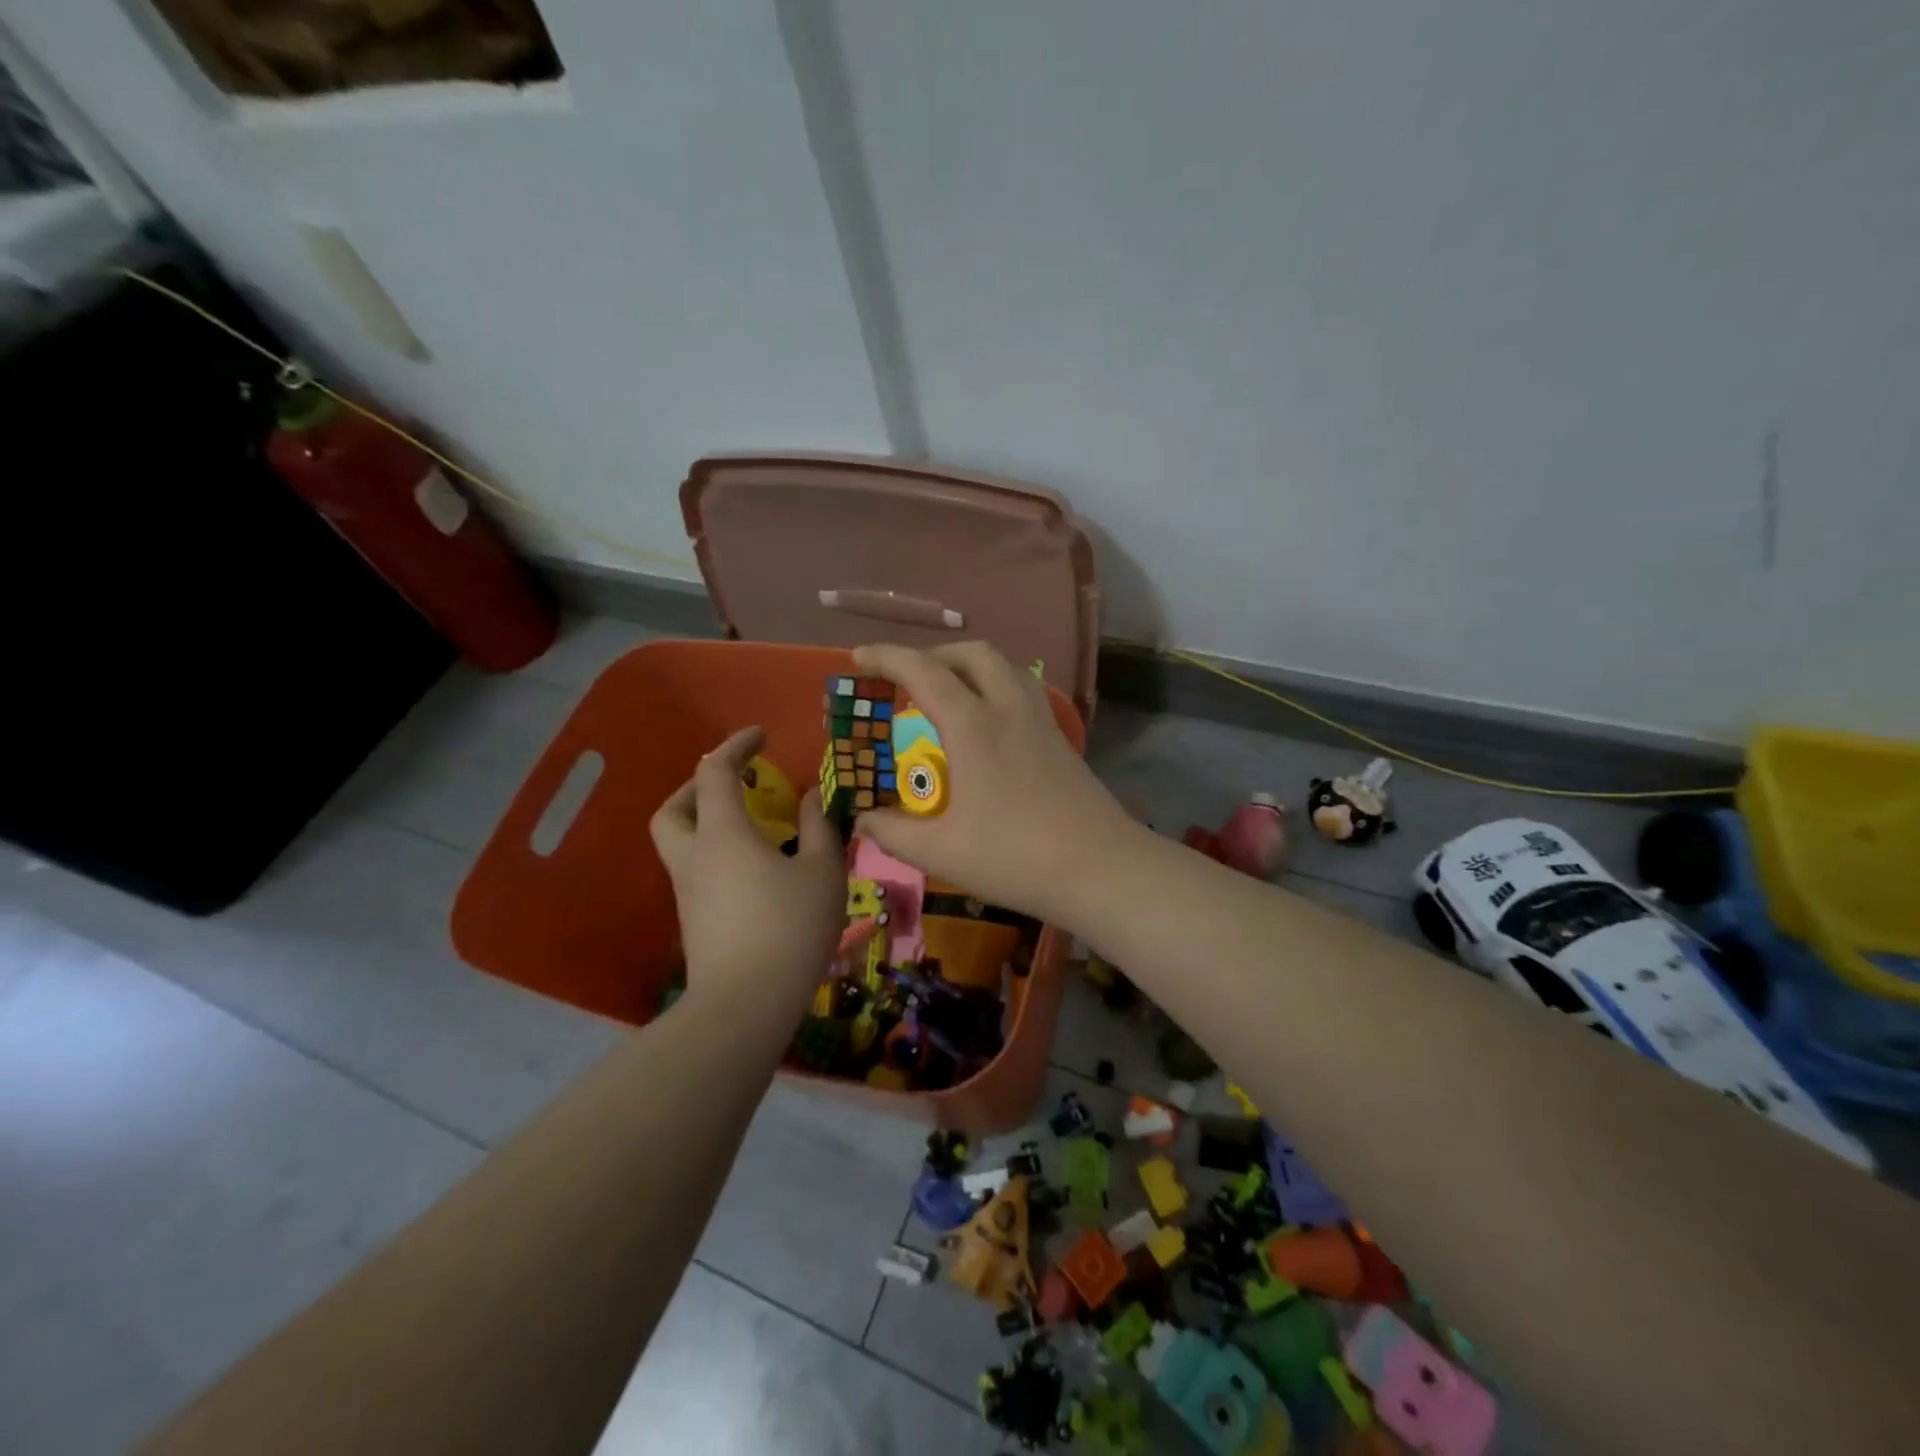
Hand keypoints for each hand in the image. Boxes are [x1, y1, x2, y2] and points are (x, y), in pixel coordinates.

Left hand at [649, 727, 844, 1012]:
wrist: (746, 1005)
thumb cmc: (790, 928)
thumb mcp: (822, 871)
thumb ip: (818, 827)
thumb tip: (810, 797)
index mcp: (722, 833)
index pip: (714, 772)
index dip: (736, 746)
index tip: (761, 736)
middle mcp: (695, 856)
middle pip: (674, 808)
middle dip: (699, 786)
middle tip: (736, 784)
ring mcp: (688, 892)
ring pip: (681, 842)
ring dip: (706, 821)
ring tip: (753, 826)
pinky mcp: (693, 921)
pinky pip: (696, 870)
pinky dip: (717, 853)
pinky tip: (755, 869)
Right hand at [851, 643, 1138, 924]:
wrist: (1100, 868)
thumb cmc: (1015, 857)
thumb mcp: (941, 851)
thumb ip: (893, 832)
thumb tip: (861, 819)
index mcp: (974, 726)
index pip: (923, 671)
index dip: (886, 657)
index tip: (858, 658)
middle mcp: (1009, 709)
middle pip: (972, 654)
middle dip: (934, 654)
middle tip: (907, 678)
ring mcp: (1041, 722)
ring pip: (1005, 667)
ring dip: (970, 665)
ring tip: (949, 691)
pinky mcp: (1061, 740)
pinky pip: (1025, 690)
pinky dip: (997, 686)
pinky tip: (990, 722)